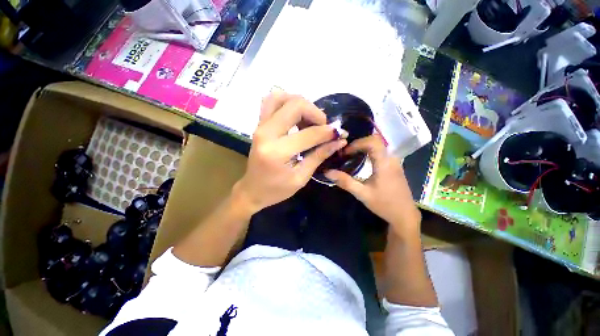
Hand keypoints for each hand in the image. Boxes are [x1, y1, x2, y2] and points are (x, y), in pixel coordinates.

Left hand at [234, 92, 346, 213]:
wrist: (252, 190)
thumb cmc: (276, 190)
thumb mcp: (301, 178)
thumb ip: (319, 156)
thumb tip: (339, 140)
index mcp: (277, 152)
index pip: (309, 133)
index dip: (328, 132)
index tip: (339, 134)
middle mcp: (266, 133)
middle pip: (295, 105)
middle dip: (315, 113)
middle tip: (323, 127)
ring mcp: (260, 126)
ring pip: (282, 97)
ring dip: (301, 105)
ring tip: (309, 121)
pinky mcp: (259, 124)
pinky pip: (272, 102)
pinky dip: (287, 103)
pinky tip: (296, 117)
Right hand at [325, 135, 420, 236]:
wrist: (404, 215)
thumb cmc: (384, 204)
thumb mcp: (362, 194)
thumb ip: (345, 182)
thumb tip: (328, 172)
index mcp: (384, 163)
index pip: (372, 142)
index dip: (357, 143)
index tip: (345, 152)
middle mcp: (391, 159)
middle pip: (375, 140)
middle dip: (358, 143)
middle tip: (346, 152)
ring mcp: (394, 161)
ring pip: (379, 145)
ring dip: (363, 146)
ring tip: (351, 155)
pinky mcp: (394, 165)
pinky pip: (381, 151)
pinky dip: (369, 151)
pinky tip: (361, 160)